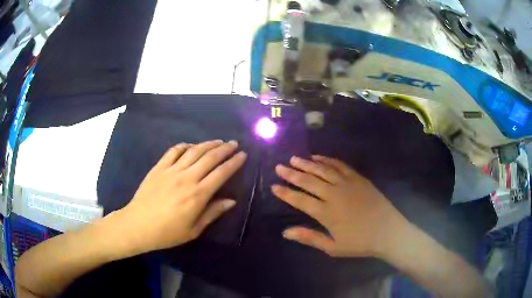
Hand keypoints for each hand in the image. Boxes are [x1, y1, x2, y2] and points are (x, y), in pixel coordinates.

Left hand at [115, 140, 246, 254]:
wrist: (138, 225)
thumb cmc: (167, 232)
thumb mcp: (193, 230)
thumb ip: (213, 213)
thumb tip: (231, 201)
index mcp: (198, 195)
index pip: (221, 173)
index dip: (234, 162)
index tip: (243, 155)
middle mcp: (187, 178)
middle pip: (210, 158)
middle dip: (225, 149)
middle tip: (234, 143)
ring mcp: (171, 170)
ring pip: (194, 151)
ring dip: (208, 144)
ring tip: (218, 141)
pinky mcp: (159, 167)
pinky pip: (173, 151)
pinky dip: (185, 146)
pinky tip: (191, 146)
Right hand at [271, 155, 408, 257]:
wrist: (388, 232)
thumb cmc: (360, 243)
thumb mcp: (333, 247)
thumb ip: (309, 238)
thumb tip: (285, 232)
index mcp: (326, 213)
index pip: (300, 200)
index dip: (285, 193)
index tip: (273, 186)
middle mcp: (334, 195)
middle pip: (309, 181)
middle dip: (292, 174)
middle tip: (279, 167)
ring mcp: (347, 184)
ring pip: (323, 170)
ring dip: (307, 164)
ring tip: (294, 159)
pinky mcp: (358, 179)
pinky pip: (340, 166)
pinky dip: (328, 160)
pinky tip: (318, 157)